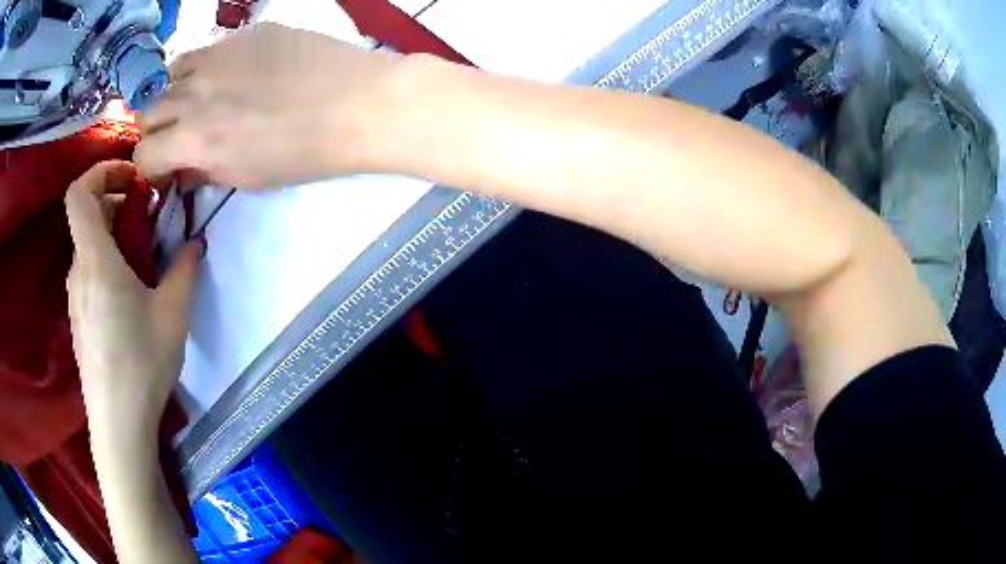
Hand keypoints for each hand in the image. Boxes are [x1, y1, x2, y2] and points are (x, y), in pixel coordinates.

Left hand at [65, 161, 201, 439]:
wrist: (119, 423)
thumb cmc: (142, 364)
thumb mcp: (173, 313)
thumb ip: (184, 268)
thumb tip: (194, 242)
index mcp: (96, 260)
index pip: (79, 193)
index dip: (100, 171)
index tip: (130, 177)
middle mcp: (79, 271)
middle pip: (87, 215)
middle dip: (115, 202)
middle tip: (146, 217)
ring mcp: (76, 296)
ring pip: (88, 245)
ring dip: (112, 235)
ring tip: (142, 257)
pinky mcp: (79, 317)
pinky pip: (88, 272)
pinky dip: (106, 262)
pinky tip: (129, 292)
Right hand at [135, 22, 402, 188]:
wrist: (356, 104)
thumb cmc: (303, 153)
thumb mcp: (245, 178)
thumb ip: (204, 169)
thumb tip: (184, 166)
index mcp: (194, 140)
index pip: (143, 156)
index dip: (151, 167)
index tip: (166, 168)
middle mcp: (194, 94)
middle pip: (147, 112)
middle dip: (157, 129)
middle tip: (180, 132)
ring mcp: (218, 55)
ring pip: (170, 73)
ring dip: (175, 91)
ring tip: (198, 98)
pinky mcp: (245, 33)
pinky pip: (207, 48)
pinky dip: (205, 66)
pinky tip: (229, 73)